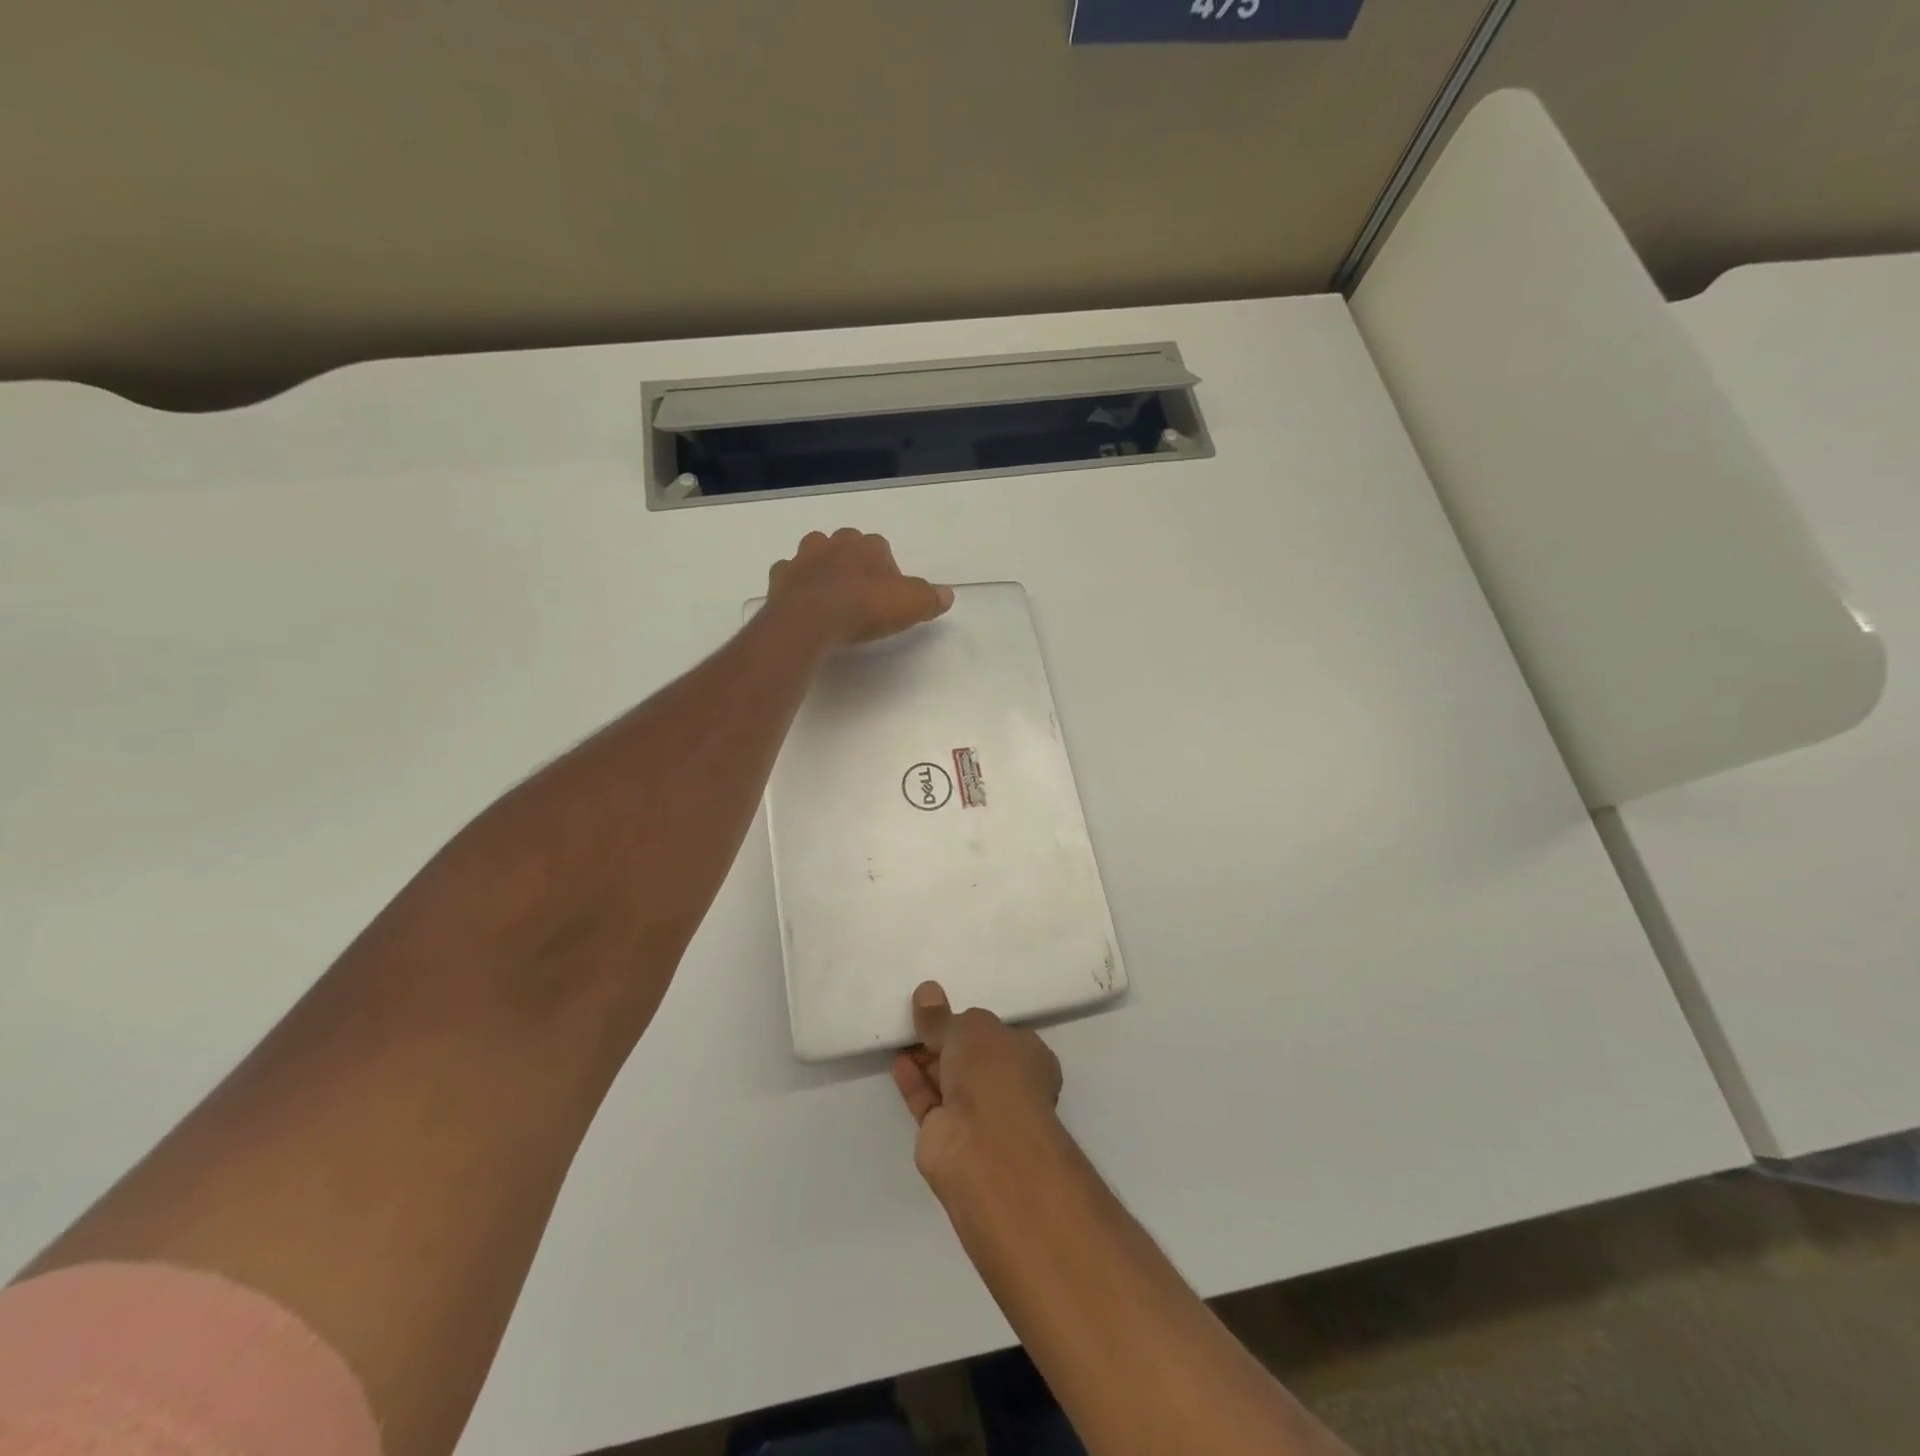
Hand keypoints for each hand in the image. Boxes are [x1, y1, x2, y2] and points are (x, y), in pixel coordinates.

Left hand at [766, 529, 952, 647]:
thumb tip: (947, 595)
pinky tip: (803, 606)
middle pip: (847, 546)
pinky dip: (795, 586)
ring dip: (823, 570)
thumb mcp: (910, 605)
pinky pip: (789, 576)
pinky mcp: (780, 577)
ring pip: (815, 555)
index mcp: (867, 546)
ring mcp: (803, 558)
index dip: (886, 574)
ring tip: (831, 599)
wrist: (809, 620)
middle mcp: (834, 543)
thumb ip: (929, 598)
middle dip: (853, 565)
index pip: (882, 550)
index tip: (888, 598)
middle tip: (860, 597)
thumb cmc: (863, 608)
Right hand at [892, 982, 1064, 1194]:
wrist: (985, 1146)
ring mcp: (978, 1114)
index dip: (974, 1024)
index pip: (1001, 1035)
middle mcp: (1007, 1086)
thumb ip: (943, 1016)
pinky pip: (928, 1101)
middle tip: (917, 1017)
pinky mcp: (948, 1136)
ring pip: (949, 1080)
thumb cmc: (993, 1073)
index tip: (947, 1010)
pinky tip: (897, 1060)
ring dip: (927, 1059)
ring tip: (901, 1032)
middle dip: (947, 1041)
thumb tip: (926, 992)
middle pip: (972, 1058)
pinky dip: (914, 1081)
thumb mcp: (968, 1028)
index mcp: (1028, 1057)